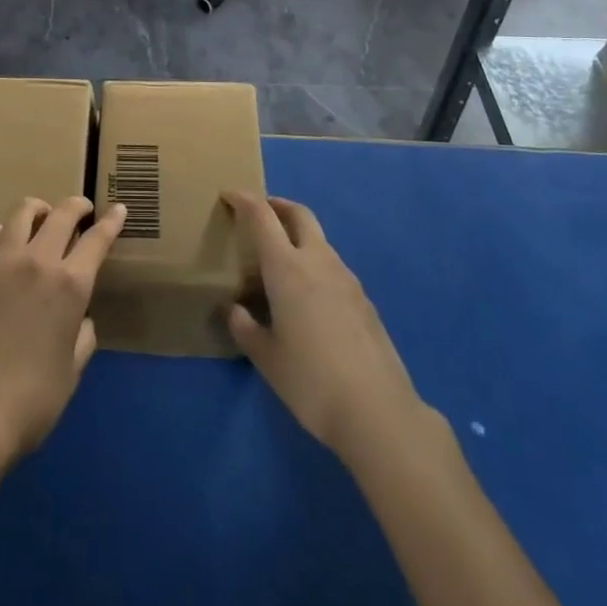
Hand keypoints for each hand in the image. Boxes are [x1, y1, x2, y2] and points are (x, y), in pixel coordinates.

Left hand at [0, 196, 126, 468]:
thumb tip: (79, 319)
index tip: (118, 209)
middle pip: (62, 214)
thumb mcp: (72, 371)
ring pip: (21, 212)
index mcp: (70, 285)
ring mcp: (0, 263)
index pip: (97, 239)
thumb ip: (82, 336)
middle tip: (83, 210)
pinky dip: (3, 231)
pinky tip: (5, 242)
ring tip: (43, 218)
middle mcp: (37, 262)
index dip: (111, 221)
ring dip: (39, 210)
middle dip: (77, 206)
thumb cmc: (33, 402)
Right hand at [224, 192, 427, 460]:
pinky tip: (308, 295)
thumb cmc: (311, 380)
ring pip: (319, 240)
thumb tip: (235, 309)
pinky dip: (315, 263)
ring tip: (280, 259)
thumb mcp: (266, 358)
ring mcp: (347, 279)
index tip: (229, 194)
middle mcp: (318, 262)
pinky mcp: (364, 300)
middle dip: (277, 206)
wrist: (378, 411)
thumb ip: (245, 328)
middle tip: (259, 213)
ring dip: (298, 236)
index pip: (263, 217)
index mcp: (287, 268)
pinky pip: (333, 266)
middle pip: (299, 215)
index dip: (244, 200)